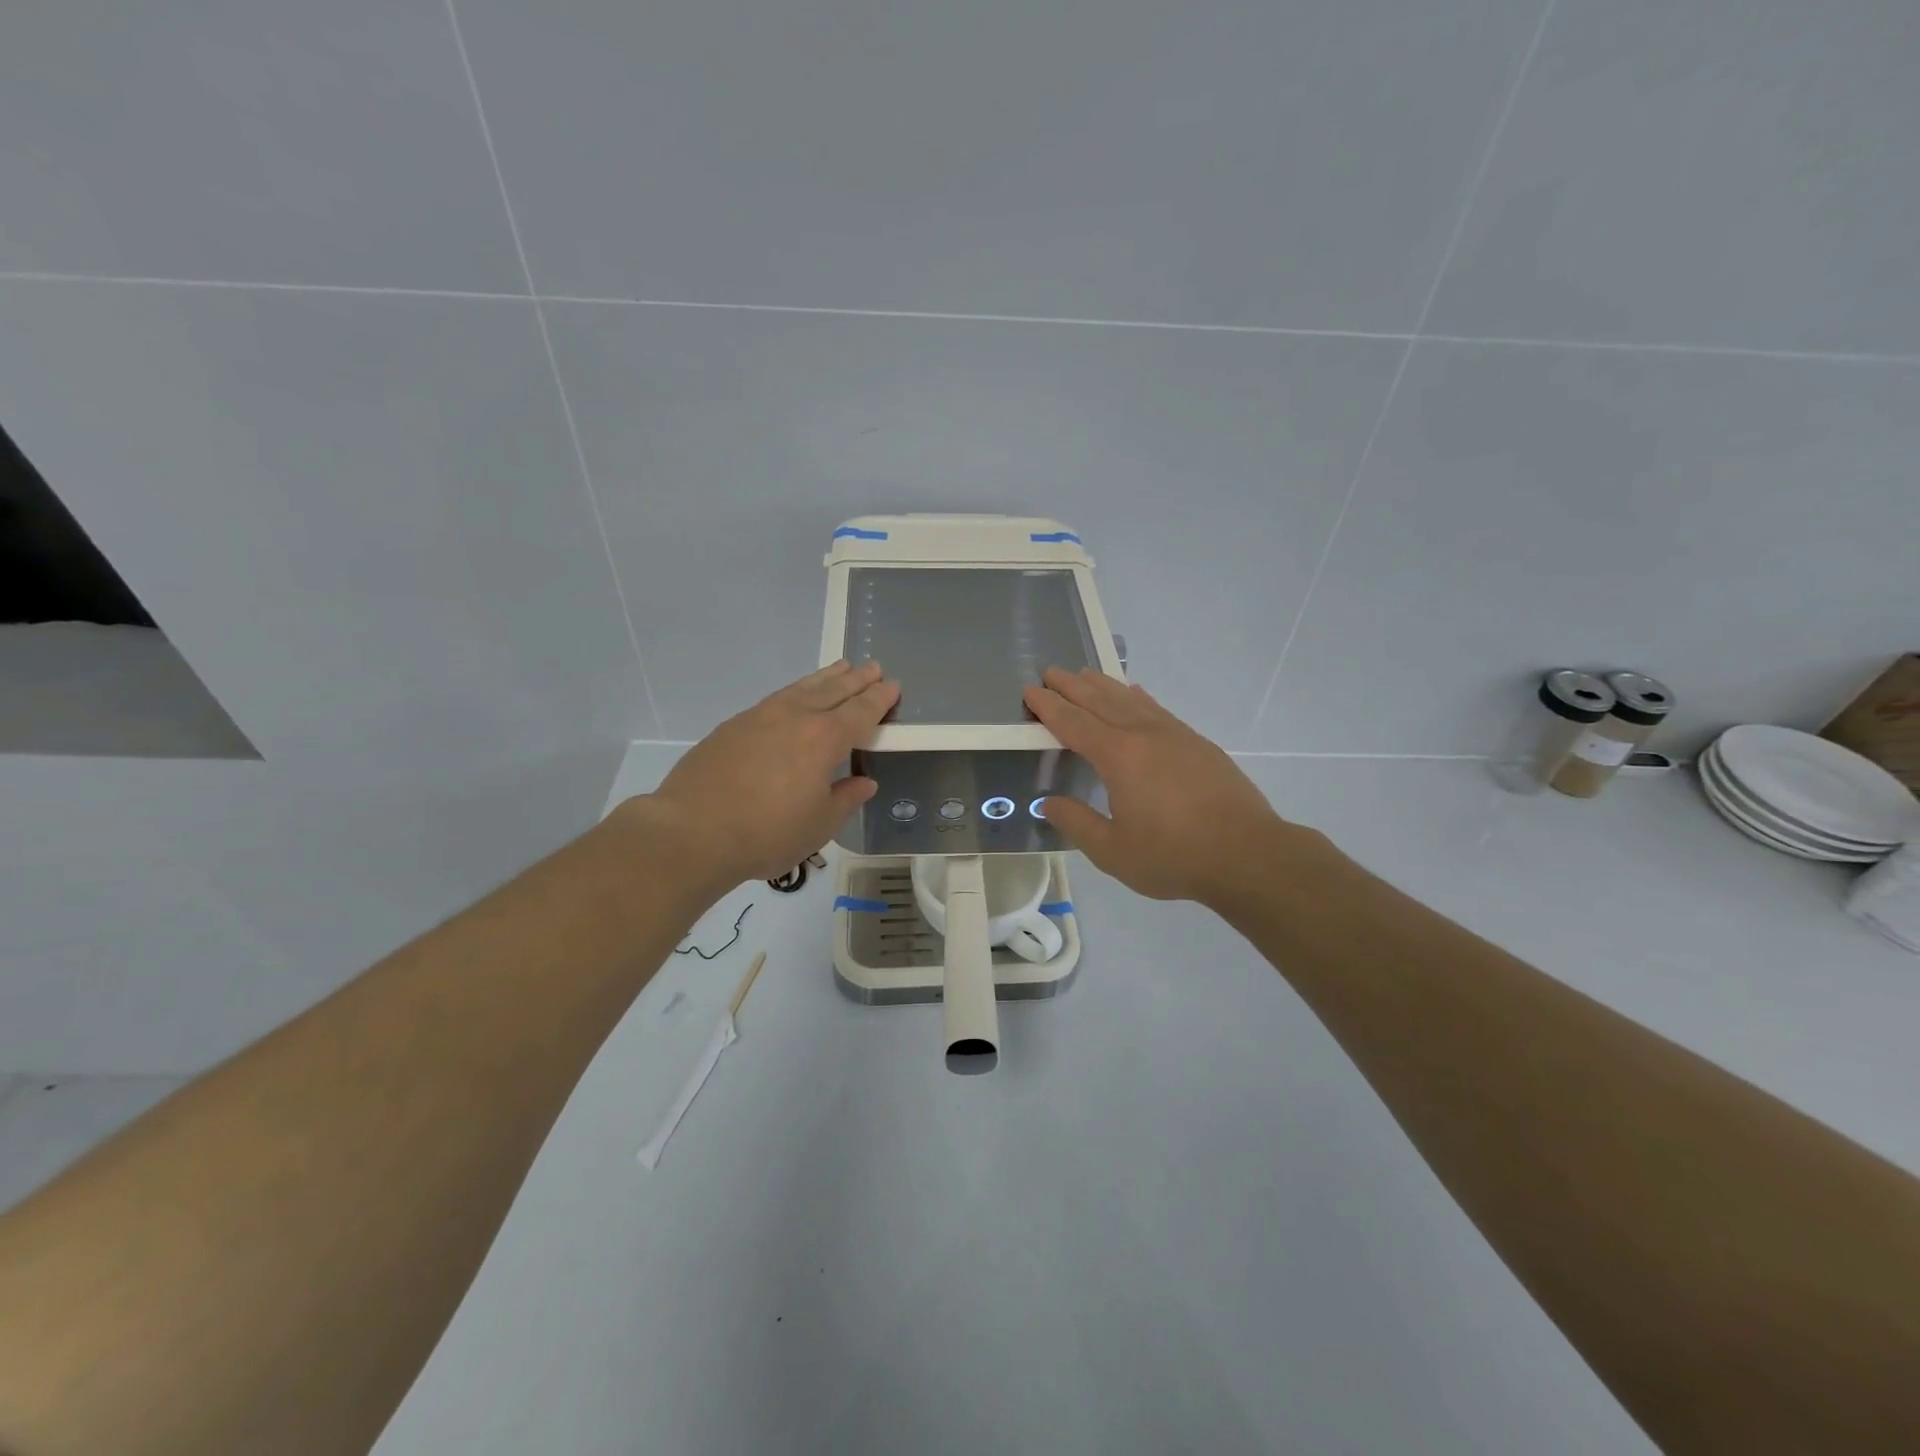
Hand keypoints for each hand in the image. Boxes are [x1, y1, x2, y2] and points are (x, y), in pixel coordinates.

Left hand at [640, 661, 899, 887]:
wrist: (693, 831)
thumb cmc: (767, 833)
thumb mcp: (819, 825)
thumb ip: (846, 798)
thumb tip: (863, 782)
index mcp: (824, 739)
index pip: (861, 711)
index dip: (879, 699)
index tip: (893, 686)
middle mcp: (795, 717)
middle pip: (833, 690)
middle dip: (857, 679)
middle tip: (874, 668)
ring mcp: (760, 717)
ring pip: (802, 688)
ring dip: (825, 677)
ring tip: (840, 668)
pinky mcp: (733, 726)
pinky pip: (776, 698)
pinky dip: (795, 691)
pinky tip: (795, 696)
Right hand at [1023, 667, 1311, 905]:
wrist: (1247, 853)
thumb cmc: (1174, 855)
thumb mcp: (1113, 851)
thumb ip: (1077, 823)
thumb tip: (1048, 803)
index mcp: (1118, 757)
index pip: (1073, 723)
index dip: (1049, 707)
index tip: (1031, 691)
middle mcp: (1143, 735)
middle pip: (1100, 701)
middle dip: (1072, 686)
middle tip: (1050, 672)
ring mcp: (1174, 735)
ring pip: (1130, 700)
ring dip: (1103, 685)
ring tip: (1085, 673)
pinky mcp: (1197, 743)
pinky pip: (1157, 708)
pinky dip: (1138, 697)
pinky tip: (1135, 694)